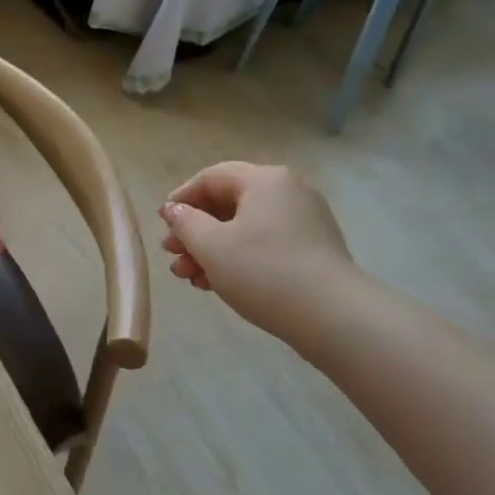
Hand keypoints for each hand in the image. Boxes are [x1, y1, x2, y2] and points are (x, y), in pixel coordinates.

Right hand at [159, 162, 355, 339]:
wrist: (332, 316)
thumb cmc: (263, 271)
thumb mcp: (212, 246)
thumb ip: (186, 223)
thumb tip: (175, 209)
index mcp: (265, 180)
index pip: (212, 177)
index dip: (181, 198)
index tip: (162, 223)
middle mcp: (287, 192)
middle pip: (228, 204)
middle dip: (194, 230)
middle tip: (171, 255)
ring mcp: (304, 221)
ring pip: (244, 228)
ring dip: (211, 249)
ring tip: (187, 277)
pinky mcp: (312, 250)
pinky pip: (264, 245)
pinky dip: (237, 258)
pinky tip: (214, 284)